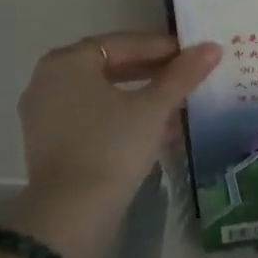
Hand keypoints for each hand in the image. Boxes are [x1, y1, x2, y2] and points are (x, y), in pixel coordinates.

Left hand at [14, 32, 221, 214]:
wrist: (72, 214)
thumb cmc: (112, 146)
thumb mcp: (154, 107)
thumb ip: (182, 74)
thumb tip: (212, 47)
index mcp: (67, 62)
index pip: (122, 43)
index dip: (161, 47)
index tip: (192, 55)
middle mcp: (48, 81)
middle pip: (110, 67)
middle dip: (152, 73)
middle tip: (186, 77)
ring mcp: (44, 115)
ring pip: (103, 95)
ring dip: (140, 98)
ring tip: (177, 106)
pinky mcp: (50, 144)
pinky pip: (92, 118)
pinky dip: (122, 118)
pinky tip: (155, 132)